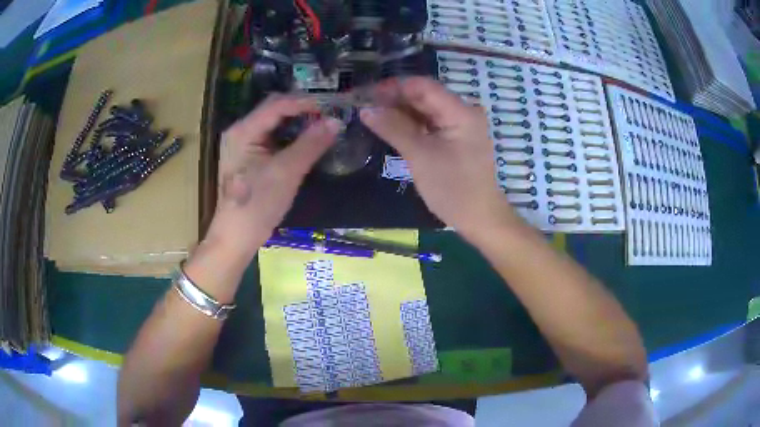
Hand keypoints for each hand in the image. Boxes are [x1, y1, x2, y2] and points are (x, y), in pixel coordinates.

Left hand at [204, 95, 340, 259]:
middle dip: (301, 108)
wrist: (236, 237)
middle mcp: (240, 131)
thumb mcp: (287, 173)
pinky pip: (271, 136)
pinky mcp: (247, 157)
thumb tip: (336, 121)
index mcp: (243, 131)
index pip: (277, 104)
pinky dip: (289, 134)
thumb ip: (311, 144)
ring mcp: (241, 144)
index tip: (331, 107)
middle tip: (328, 114)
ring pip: (273, 122)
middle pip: (273, 108)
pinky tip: (305, 140)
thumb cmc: (257, 205)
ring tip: (321, 124)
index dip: (305, 102)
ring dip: (297, 121)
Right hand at [360, 77, 514, 237]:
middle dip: (394, 99)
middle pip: (424, 96)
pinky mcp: (455, 138)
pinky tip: (390, 127)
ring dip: (400, 112)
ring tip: (372, 116)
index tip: (366, 94)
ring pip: (425, 110)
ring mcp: (460, 125)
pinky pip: (430, 124)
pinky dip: (411, 125)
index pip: (423, 86)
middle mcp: (463, 112)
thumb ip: (393, 128)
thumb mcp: (420, 156)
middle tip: (364, 106)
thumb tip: (365, 109)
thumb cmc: (452, 188)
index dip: (393, 87)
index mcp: (460, 111)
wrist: (479, 218)